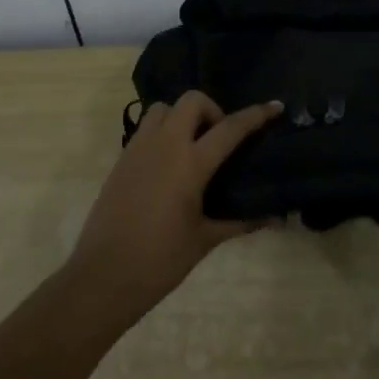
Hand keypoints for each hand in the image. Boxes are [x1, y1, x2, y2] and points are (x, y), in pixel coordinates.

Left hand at [66, 91, 282, 321]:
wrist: (102, 277)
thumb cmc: (160, 260)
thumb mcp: (205, 239)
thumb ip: (240, 222)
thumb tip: (276, 219)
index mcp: (190, 163)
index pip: (230, 128)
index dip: (255, 115)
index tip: (275, 106)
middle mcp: (165, 145)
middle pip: (192, 101)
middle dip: (212, 110)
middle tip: (220, 139)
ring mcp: (139, 149)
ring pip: (164, 109)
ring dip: (182, 117)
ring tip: (192, 146)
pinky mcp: (121, 160)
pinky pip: (146, 129)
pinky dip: (163, 132)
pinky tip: (169, 164)